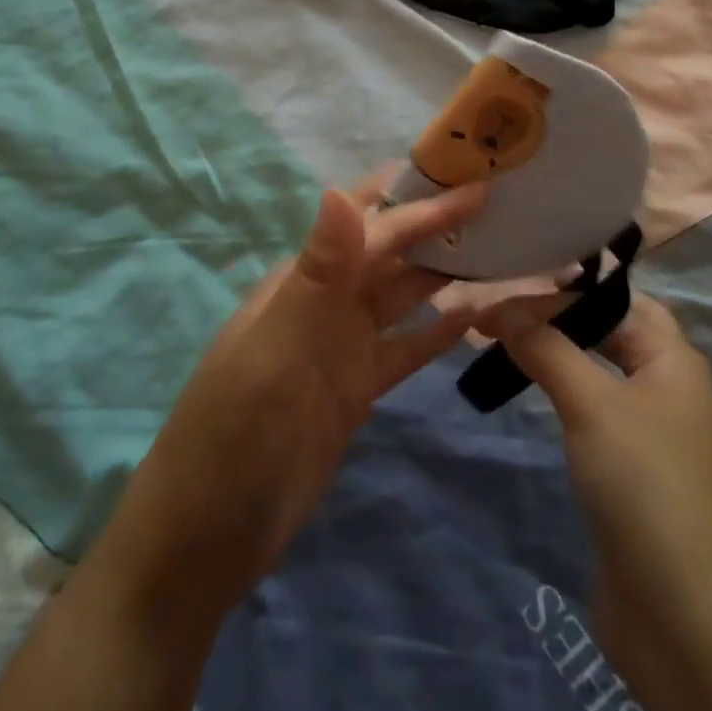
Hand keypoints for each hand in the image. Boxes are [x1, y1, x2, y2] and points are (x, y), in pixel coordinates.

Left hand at [93, 170, 488, 624]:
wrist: (208, 536)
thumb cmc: (235, 431)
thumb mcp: (276, 346)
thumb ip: (317, 272)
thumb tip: (340, 188)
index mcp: (306, 279)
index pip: (373, 225)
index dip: (421, 198)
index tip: (473, 173)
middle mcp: (328, 301)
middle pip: (393, 252)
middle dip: (439, 224)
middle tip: (503, 201)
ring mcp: (343, 345)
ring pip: (404, 295)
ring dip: (445, 271)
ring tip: (501, 247)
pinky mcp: (357, 388)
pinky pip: (406, 348)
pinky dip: (438, 330)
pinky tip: (476, 315)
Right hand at [483, 293, 711, 710]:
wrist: (688, 625)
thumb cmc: (646, 489)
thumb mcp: (593, 404)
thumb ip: (546, 347)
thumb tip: (499, 307)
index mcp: (673, 358)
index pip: (612, 297)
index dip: (559, 288)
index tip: (502, 284)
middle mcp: (665, 385)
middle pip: (602, 329)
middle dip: (550, 315)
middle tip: (491, 312)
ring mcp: (647, 431)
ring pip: (592, 369)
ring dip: (549, 352)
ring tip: (495, 342)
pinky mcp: (627, 472)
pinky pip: (588, 410)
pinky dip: (555, 391)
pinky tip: (525, 390)